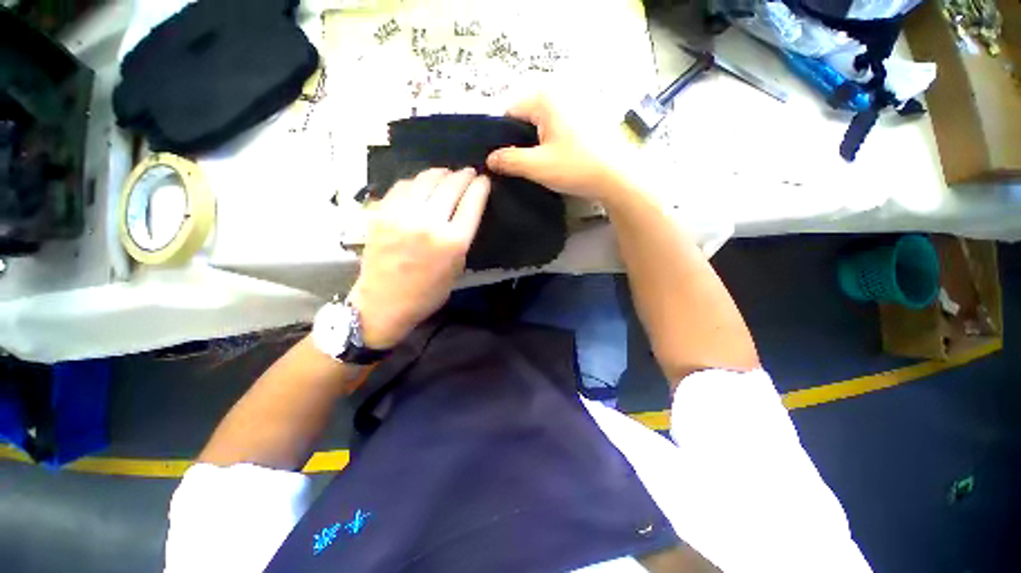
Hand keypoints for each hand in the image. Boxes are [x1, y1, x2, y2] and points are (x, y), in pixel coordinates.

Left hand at [348, 168, 490, 348]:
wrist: (384, 302)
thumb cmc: (427, 293)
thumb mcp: (457, 269)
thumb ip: (462, 238)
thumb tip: (465, 212)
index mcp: (453, 242)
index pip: (472, 202)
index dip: (480, 186)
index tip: (483, 180)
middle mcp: (429, 223)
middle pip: (451, 185)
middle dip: (463, 175)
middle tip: (468, 172)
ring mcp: (403, 215)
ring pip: (426, 179)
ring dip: (441, 173)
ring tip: (446, 173)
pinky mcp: (382, 213)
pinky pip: (403, 186)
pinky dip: (416, 181)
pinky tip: (421, 184)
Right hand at [486, 93, 632, 201]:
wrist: (618, 176)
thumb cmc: (576, 167)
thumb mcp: (537, 166)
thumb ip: (509, 160)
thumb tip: (489, 159)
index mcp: (545, 97)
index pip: (509, 113)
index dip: (501, 139)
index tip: (502, 161)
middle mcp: (559, 93)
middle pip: (525, 117)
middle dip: (518, 142)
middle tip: (518, 167)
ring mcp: (574, 104)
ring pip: (541, 124)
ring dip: (534, 144)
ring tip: (535, 166)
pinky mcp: (584, 118)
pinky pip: (556, 127)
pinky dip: (549, 142)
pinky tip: (552, 160)